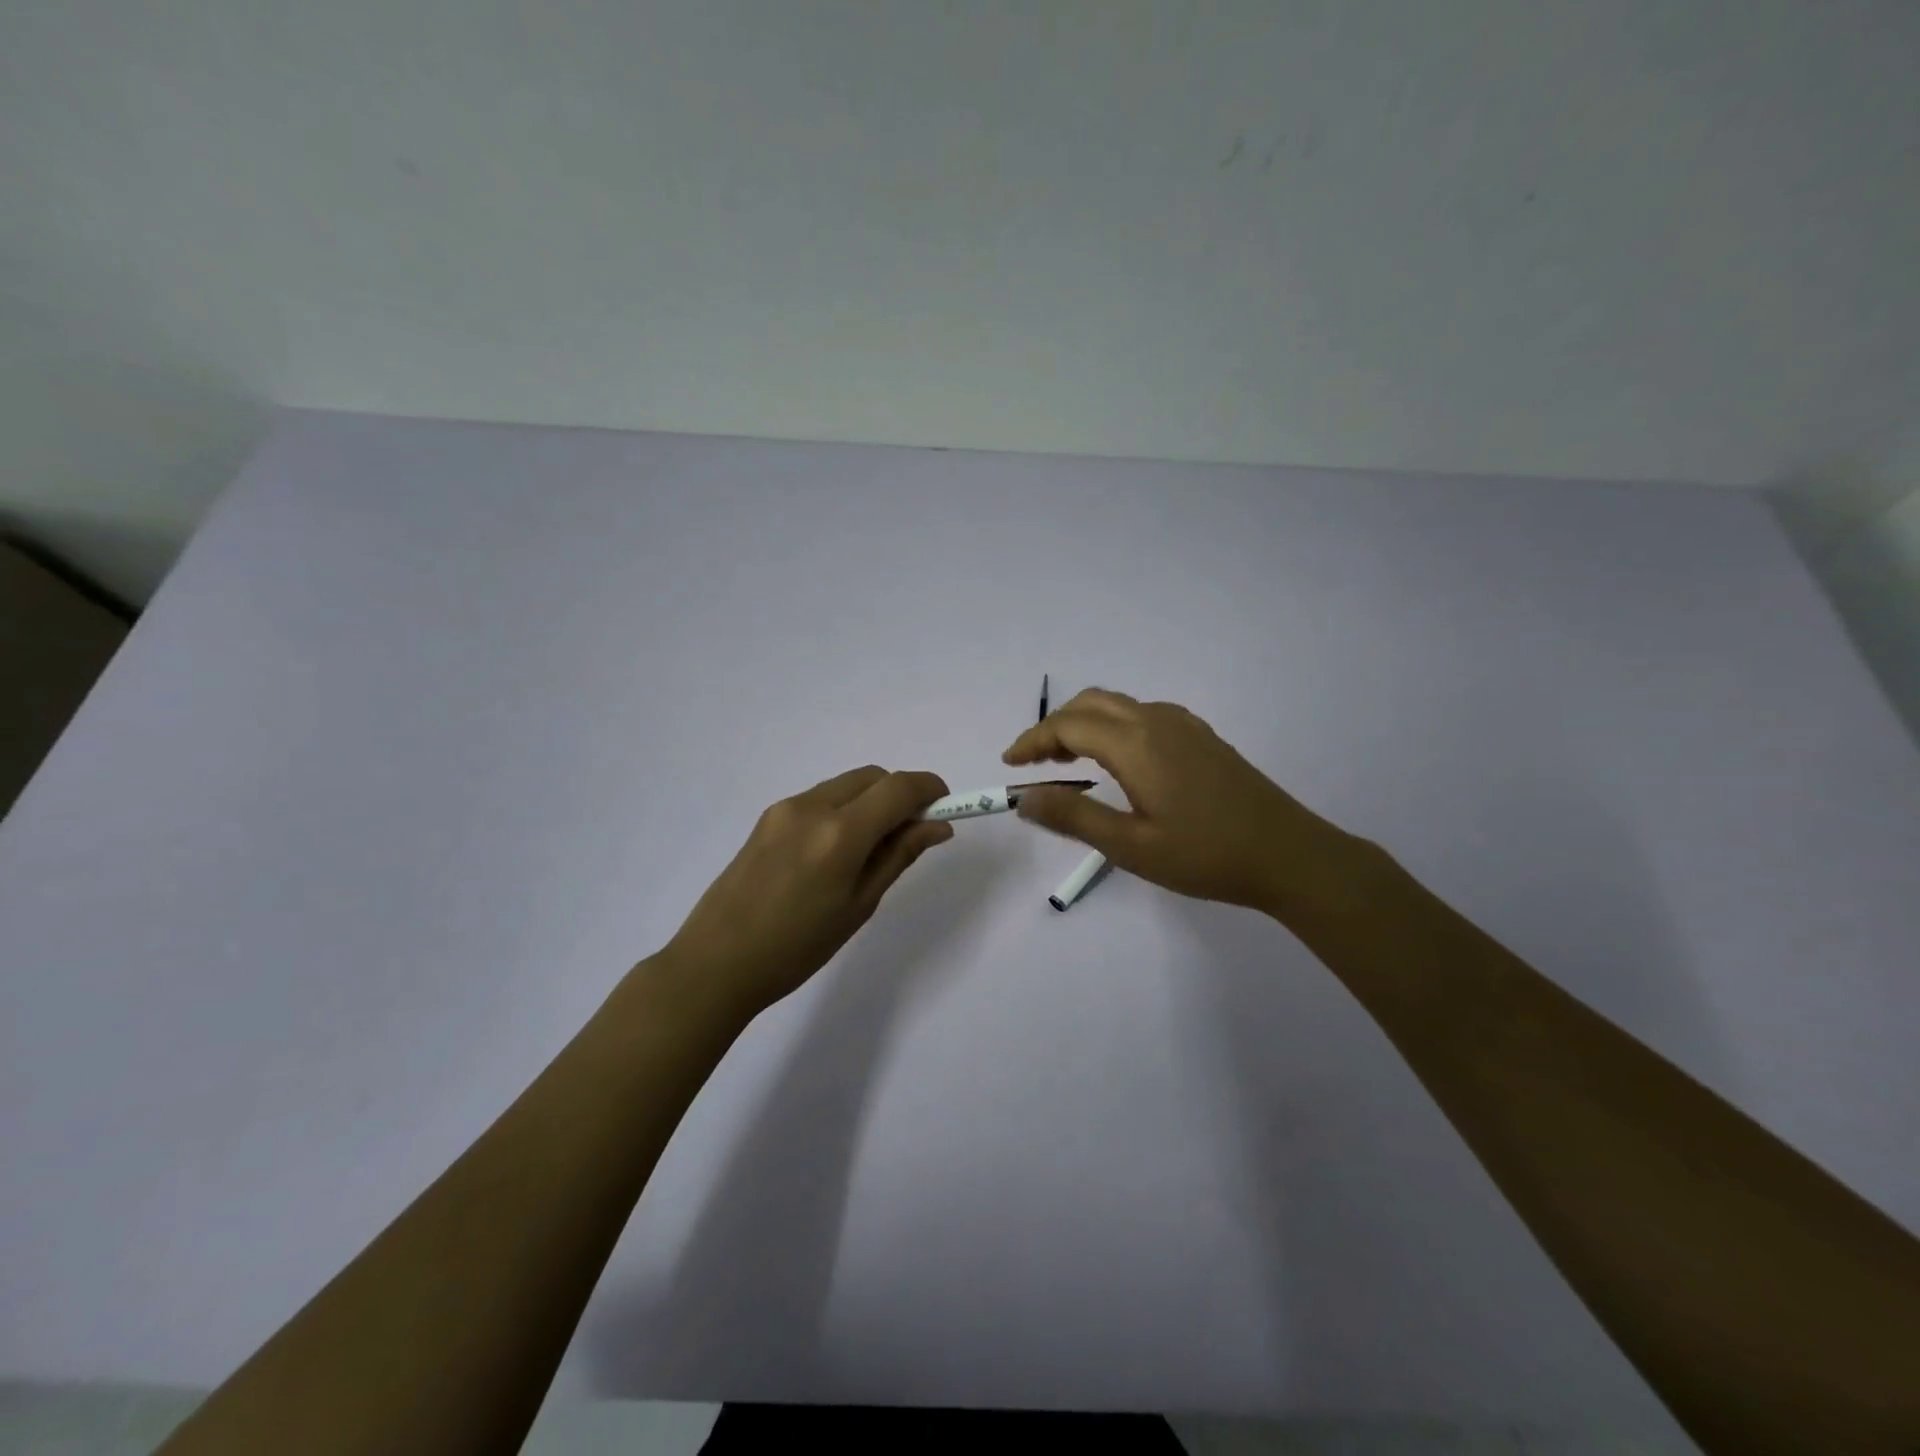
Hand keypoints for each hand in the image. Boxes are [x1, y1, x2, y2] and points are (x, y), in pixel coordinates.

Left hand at [659, 767, 953, 1022]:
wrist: (717, 962)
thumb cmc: (797, 947)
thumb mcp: (859, 905)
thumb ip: (899, 855)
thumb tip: (937, 826)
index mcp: (840, 833)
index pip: (899, 787)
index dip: (930, 789)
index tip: (945, 807)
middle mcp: (812, 806)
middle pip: (872, 777)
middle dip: (900, 794)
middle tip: (910, 833)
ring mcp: (785, 808)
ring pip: (845, 785)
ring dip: (870, 801)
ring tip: (870, 848)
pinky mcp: (767, 817)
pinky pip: (820, 798)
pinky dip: (842, 809)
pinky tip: (835, 851)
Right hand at [1002, 689, 1359, 916]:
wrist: (1289, 854)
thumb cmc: (1205, 855)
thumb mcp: (1130, 846)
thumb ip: (1072, 818)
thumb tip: (1023, 798)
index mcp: (1135, 743)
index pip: (1067, 726)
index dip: (1032, 741)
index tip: (1010, 764)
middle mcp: (1156, 720)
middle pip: (1090, 704)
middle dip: (1054, 726)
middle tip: (1035, 763)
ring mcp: (1183, 725)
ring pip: (1118, 705)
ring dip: (1084, 723)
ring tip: (1067, 762)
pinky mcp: (1202, 737)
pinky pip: (1143, 714)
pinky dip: (1113, 725)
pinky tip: (1118, 760)